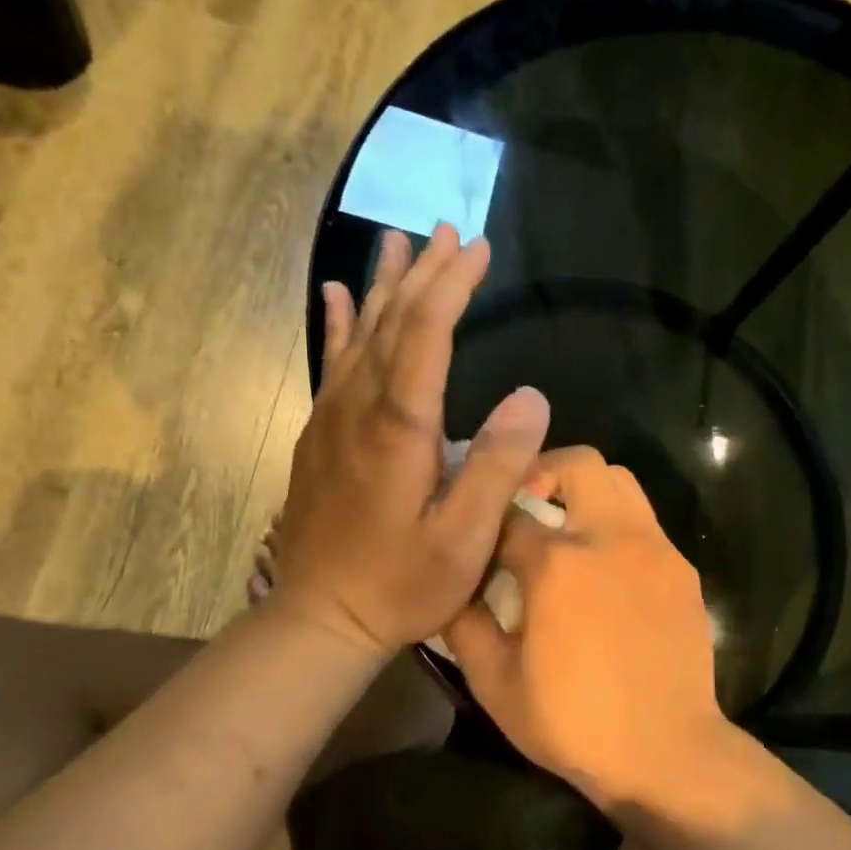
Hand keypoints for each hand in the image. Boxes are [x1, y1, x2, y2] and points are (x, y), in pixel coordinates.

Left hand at [266, 226, 549, 654]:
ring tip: (399, 241)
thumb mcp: (464, 538)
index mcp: (399, 428)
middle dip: (423, 274)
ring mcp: (331, 419)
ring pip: (358, 334)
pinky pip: (331, 364)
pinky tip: (335, 294)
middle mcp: (359, 409)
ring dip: (383, 285)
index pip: (426, 335)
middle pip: (391, 322)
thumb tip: (531, 396)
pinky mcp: (319, 436)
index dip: (452, 286)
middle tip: (448, 231)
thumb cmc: (402, 584)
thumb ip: (498, 466)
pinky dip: (336, 323)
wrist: (319, 618)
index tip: (476, 247)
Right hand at [443, 447, 731, 804]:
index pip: (511, 511)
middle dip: (543, 472)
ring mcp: (655, 549)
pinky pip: (646, 522)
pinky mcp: (683, 569)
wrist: (666, 752)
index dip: (488, 519)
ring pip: (621, 481)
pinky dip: (618, 526)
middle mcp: (610, 538)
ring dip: (587, 490)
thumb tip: (451, 586)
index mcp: (558, 564)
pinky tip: (607, 572)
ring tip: (567, 531)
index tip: (480, 535)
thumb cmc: (573, 722)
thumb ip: (464, 623)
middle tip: (526, 507)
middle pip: (578, 464)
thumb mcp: (495, 683)